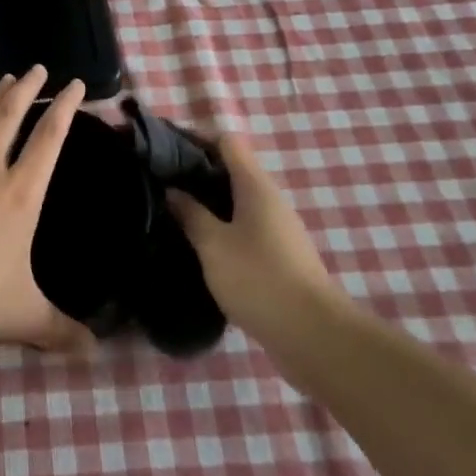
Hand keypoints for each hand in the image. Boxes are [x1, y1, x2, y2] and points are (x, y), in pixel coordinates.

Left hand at [0, 67, 91, 353]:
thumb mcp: (26, 316)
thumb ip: (62, 331)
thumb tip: (95, 353)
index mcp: (20, 194)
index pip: (49, 139)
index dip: (64, 108)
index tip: (74, 85)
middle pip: (10, 115)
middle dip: (27, 88)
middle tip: (38, 67)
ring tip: (3, 79)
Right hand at [166, 133, 341, 347]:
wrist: (314, 336)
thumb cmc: (259, 279)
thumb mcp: (213, 245)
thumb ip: (190, 214)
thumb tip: (172, 190)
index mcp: (255, 185)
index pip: (226, 142)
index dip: (195, 139)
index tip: (164, 150)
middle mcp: (269, 199)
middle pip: (231, 169)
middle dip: (196, 172)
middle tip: (161, 183)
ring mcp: (277, 228)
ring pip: (237, 200)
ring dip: (207, 202)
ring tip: (174, 212)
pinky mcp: (279, 255)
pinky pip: (244, 226)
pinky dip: (221, 226)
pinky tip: (199, 244)